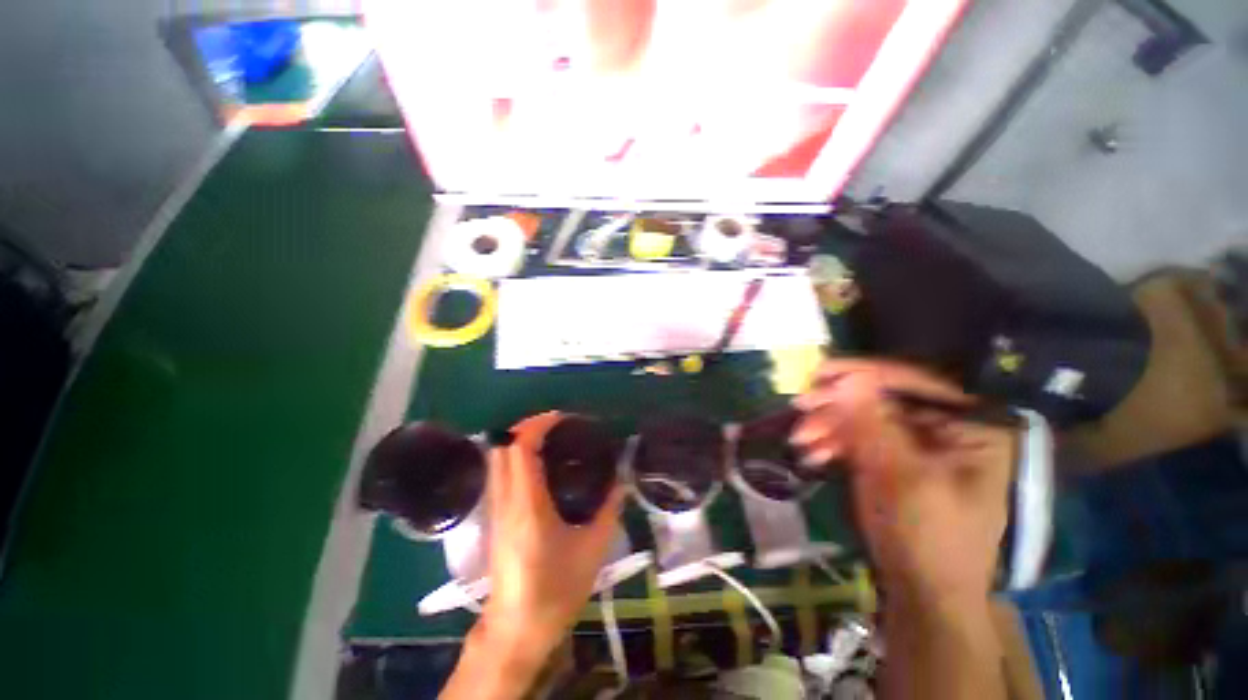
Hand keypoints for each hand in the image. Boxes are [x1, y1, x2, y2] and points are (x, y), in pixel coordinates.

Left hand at [442, 412, 625, 699]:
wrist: (517, 630)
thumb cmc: (556, 591)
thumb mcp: (593, 549)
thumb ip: (609, 508)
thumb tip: (621, 479)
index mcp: (528, 506)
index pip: (520, 449)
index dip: (538, 425)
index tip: (562, 418)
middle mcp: (505, 501)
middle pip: (502, 447)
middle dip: (526, 427)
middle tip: (557, 425)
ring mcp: (495, 509)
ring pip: (496, 459)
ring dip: (519, 440)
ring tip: (550, 439)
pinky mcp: (494, 517)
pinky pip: (499, 473)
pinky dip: (515, 456)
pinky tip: (539, 465)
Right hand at [790, 360, 1015, 606]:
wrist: (923, 592)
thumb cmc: (928, 536)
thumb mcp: (903, 477)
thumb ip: (874, 424)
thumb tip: (848, 379)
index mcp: (969, 426)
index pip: (913, 382)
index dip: (863, 374)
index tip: (819, 374)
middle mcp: (943, 427)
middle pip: (881, 398)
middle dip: (837, 405)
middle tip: (800, 407)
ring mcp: (914, 443)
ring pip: (863, 417)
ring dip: (828, 426)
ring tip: (800, 440)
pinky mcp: (890, 458)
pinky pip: (857, 438)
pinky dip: (832, 443)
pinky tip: (812, 454)